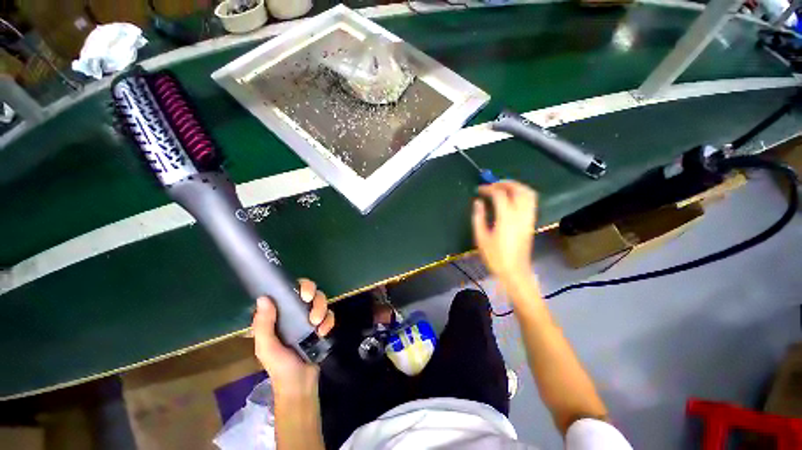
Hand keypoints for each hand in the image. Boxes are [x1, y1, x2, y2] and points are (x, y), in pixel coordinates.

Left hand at [251, 279, 334, 395]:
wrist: (300, 384)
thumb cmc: (279, 366)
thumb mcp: (266, 347)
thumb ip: (264, 325)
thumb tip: (264, 298)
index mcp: (280, 315)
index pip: (290, 291)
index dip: (299, 286)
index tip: (304, 294)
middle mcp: (295, 313)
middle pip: (310, 292)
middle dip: (314, 296)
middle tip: (311, 303)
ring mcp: (309, 319)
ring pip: (321, 301)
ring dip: (321, 308)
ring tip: (317, 324)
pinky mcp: (321, 326)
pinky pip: (329, 315)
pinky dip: (329, 321)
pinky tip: (324, 332)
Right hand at [472, 181, 537, 285]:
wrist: (514, 270)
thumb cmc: (495, 256)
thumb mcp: (481, 237)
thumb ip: (478, 217)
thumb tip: (478, 202)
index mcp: (506, 218)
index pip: (500, 194)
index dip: (489, 188)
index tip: (479, 189)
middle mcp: (520, 214)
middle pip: (518, 189)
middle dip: (505, 183)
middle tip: (492, 184)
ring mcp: (528, 218)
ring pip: (528, 193)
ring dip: (516, 186)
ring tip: (502, 187)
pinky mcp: (531, 222)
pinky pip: (531, 201)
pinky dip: (522, 194)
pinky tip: (512, 198)